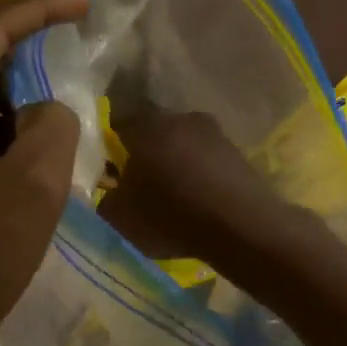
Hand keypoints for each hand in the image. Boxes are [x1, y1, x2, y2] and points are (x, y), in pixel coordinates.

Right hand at [98, 110, 290, 264]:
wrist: (240, 226)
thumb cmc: (170, 215)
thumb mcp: (119, 217)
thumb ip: (106, 198)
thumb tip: (110, 191)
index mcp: (146, 127)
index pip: (119, 129)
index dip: (112, 152)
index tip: (112, 175)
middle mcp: (180, 119)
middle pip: (154, 135)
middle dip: (147, 157)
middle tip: (142, 187)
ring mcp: (214, 133)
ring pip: (183, 147)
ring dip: (177, 166)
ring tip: (174, 197)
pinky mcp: (238, 152)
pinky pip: (207, 162)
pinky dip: (201, 177)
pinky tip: (200, 201)